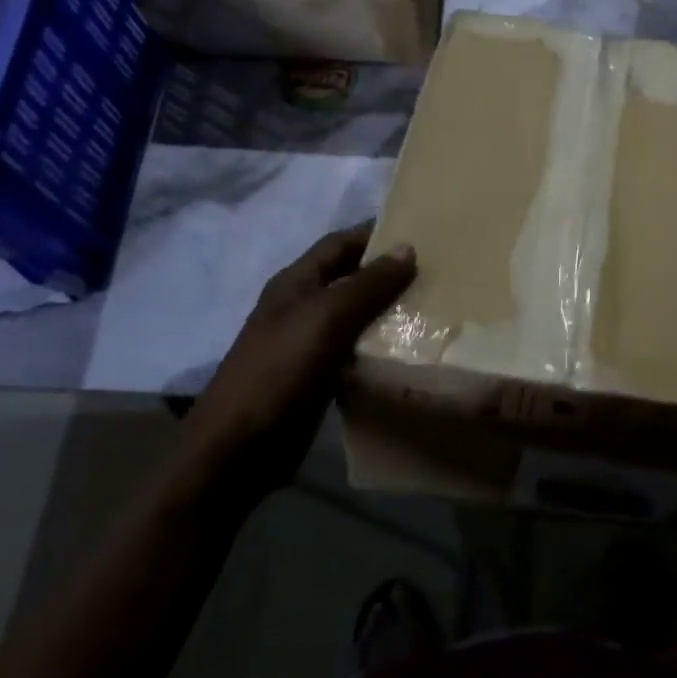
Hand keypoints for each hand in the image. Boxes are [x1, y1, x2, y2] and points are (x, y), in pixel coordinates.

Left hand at [186, 223, 416, 492]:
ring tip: (434, 306)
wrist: (240, 448)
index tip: (418, 229)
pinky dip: (382, 346)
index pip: (339, 244)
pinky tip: (412, 348)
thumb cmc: (280, 370)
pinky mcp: (320, 377)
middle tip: (436, 270)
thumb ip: (367, 284)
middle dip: (388, 272)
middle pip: (350, 278)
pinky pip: (357, 351)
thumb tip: (407, 248)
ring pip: (357, 316)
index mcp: (295, 283)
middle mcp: (302, 307)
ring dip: (390, 311)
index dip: (373, 233)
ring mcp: (309, 344)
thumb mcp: (326, 317)